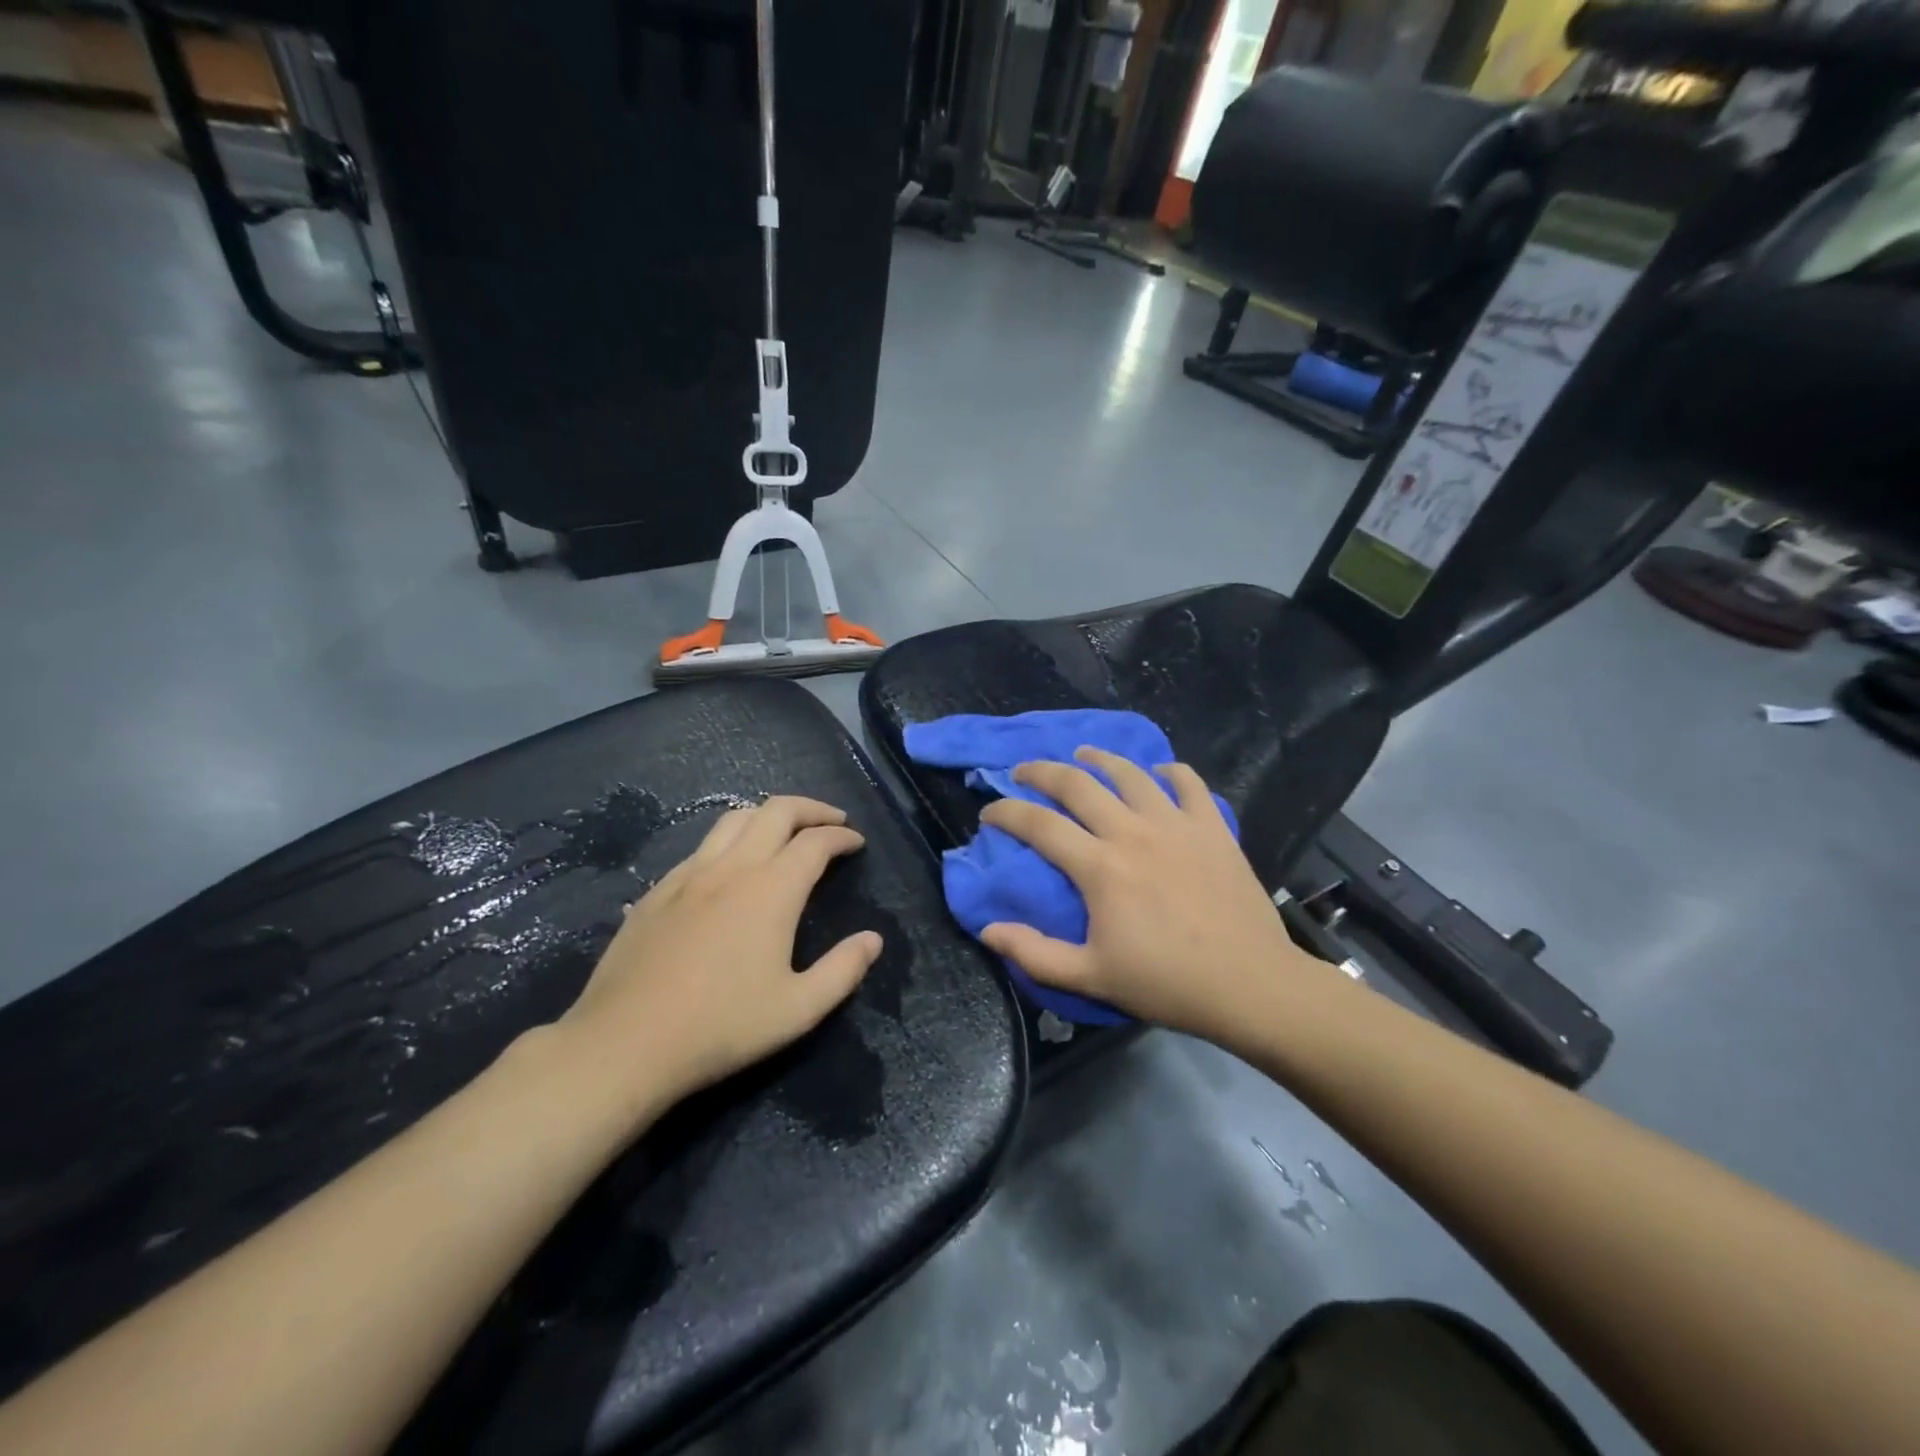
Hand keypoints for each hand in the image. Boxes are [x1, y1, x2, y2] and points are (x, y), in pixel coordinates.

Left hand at [557, 796, 882, 1110]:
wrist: (625, 1044)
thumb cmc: (721, 1027)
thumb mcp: (798, 1010)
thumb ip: (843, 970)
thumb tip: (873, 939)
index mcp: (771, 890)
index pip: (815, 842)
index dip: (841, 836)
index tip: (856, 842)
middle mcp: (732, 868)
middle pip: (776, 811)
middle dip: (810, 808)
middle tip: (831, 821)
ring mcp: (688, 875)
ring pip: (734, 819)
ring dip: (768, 815)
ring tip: (784, 831)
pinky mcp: (657, 891)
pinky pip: (702, 847)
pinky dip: (730, 841)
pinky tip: (730, 869)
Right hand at [978, 748, 1303, 1045]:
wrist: (1250, 984)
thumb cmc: (1166, 982)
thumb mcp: (1090, 977)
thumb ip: (1034, 954)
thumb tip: (988, 930)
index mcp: (1100, 867)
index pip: (1039, 824)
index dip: (1006, 812)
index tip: (989, 812)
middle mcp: (1132, 832)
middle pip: (1077, 784)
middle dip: (1042, 771)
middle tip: (1024, 772)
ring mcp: (1176, 824)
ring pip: (1130, 773)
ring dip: (1099, 759)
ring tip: (1083, 755)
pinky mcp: (1212, 827)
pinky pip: (1188, 782)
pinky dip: (1169, 772)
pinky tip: (1158, 774)